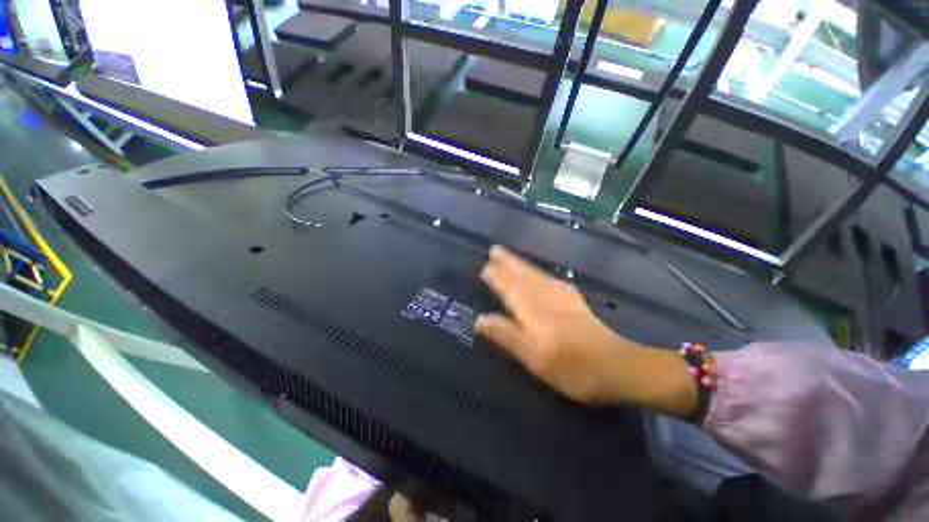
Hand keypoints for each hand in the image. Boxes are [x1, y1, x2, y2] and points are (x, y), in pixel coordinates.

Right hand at [475, 245, 637, 404]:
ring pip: (537, 274)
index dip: (496, 277)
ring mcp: (563, 297)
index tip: (484, 267)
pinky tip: (542, 274)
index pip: (509, 288)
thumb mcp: (534, 358)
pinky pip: (552, 279)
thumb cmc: (572, 367)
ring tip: (510, 256)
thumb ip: (506, 336)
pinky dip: (542, 273)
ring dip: (521, 264)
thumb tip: (480, 320)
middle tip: (495, 250)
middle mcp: (546, 297)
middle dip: (508, 263)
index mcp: (533, 310)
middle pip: (523, 276)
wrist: (618, 367)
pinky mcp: (575, 301)